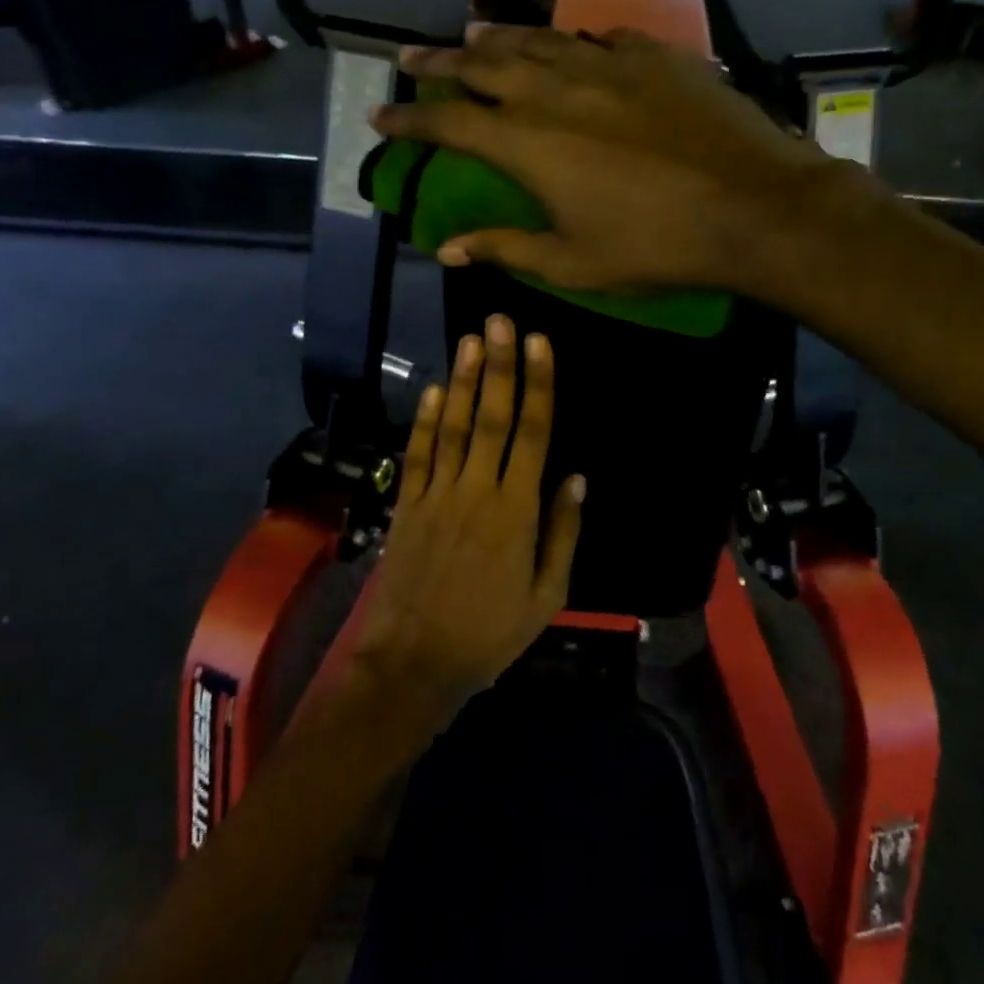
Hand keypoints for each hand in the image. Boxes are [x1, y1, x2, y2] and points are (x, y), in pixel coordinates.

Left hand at [353, 315, 584, 725]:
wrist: (414, 663)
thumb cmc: (489, 634)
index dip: (538, 386)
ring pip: (454, 427)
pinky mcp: (406, 506)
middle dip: (499, 366)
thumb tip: (577, 479)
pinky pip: (418, 455)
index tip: (539, 344)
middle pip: (492, 418)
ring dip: (464, 381)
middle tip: (501, 320)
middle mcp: (476, 491)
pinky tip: (435, 390)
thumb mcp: (546, 597)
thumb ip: (562, 534)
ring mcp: (436, 496)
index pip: (533, 435)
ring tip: (471, 339)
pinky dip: (425, 421)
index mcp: (516, 512)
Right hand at [376, 26, 862, 297]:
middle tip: (410, 56)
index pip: (449, 121)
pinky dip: (571, 43)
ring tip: (472, 35)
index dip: (410, 118)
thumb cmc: (655, 246)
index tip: (382, 115)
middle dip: (439, 61)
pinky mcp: (656, 57)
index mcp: (528, 142)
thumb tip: (446, 248)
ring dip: (497, 38)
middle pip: (483, 64)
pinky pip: (599, 40)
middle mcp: (557, 89)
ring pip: (537, 40)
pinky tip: (570, 46)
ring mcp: (609, 64)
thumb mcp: (572, 263)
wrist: (752, 207)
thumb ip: (505, 248)